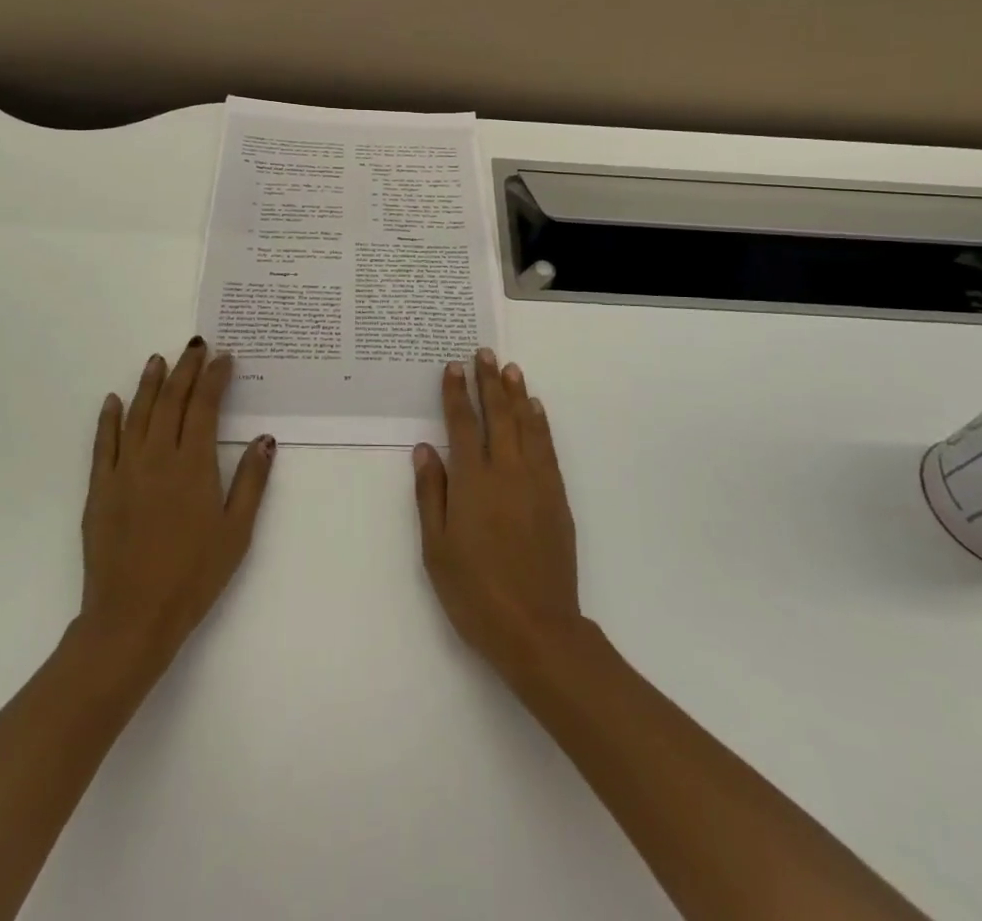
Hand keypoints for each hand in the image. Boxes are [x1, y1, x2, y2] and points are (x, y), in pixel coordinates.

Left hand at [75, 338, 275, 690]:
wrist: (131, 618)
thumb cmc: (193, 577)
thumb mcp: (236, 532)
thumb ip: (251, 481)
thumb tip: (264, 438)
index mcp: (193, 465)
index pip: (203, 406)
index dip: (214, 377)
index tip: (224, 358)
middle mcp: (157, 457)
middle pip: (171, 400)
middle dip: (185, 368)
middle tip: (196, 345)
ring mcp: (124, 470)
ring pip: (137, 413)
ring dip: (149, 383)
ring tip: (158, 359)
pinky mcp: (100, 489)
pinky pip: (103, 443)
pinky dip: (109, 418)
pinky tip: (114, 401)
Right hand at [414, 348, 581, 676]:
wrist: (538, 628)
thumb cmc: (475, 592)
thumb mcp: (437, 549)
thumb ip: (431, 494)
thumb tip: (424, 449)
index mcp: (472, 482)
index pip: (462, 425)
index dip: (457, 394)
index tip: (454, 367)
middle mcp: (506, 472)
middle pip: (497, 415)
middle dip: (489, 382)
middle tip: (485, 352)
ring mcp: (536, 482)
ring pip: (526, 425)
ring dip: (517, 394)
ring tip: (511, 368)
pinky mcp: (557, 497)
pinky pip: (547, 448)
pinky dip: (541, 424)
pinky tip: (536, 410)